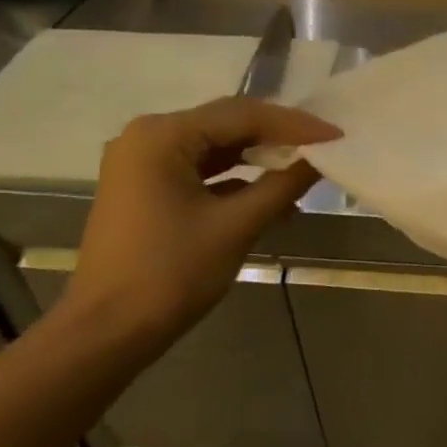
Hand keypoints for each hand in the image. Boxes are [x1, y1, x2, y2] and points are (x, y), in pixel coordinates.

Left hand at [65, 99, 340, 347]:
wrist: (108, 331)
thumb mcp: (237, 226)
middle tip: (325, 145)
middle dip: (278, 136)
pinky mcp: (146, 187)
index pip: (243, 115)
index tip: (338, 134)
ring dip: (260, 157)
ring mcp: (143, 162)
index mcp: (163, 136)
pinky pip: (201, 169)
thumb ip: (283, 184)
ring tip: (305, 167)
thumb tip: (321, 158)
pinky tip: (272, 193)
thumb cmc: (172, 273)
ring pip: (216, 146)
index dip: (295, 124)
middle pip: (227, 124)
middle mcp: (148, 136)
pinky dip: (236, 178)